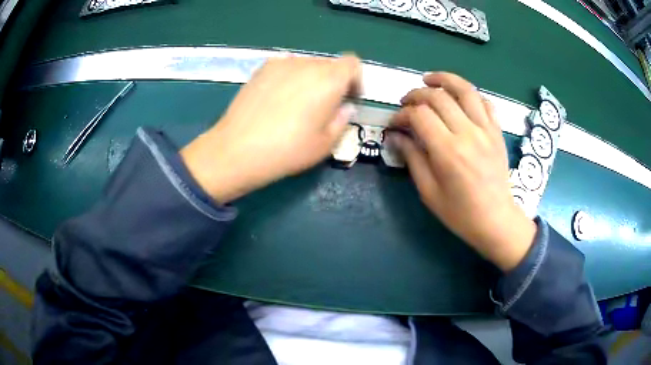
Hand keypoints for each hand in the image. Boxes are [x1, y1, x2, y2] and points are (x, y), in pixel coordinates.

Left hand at [181, 55, 360, 202]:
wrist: (237, 149)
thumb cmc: (287, 150)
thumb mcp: (325, 144)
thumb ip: (341, 120)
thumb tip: (344, 107)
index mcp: (329, 80)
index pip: (352, 63)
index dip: (355, 79)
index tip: (349, 98)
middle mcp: (307, 64)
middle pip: (329, 64)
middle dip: (333, 82)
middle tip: (323, 106)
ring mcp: (281, 63)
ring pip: (307, 65)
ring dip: (311, 80)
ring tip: (298, 105)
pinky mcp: (261, 69)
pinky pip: (286, 68)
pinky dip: (290, 78)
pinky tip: (278, 100)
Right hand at [391, 72, 536, 271]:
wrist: (496, 220)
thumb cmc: (460, 213)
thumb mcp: (429, 192)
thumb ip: (413, 158)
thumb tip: (396, 135)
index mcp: (448, 151)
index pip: (419, 115)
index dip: (402, 114)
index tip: (394, 122)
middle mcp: (468, 134)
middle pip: (438, 97)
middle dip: (416, 94)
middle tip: (406, 102)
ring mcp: (486, 130)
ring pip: (465, 90)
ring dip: (444, 79)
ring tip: (429, 80)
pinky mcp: (497, 132)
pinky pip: (485, 102)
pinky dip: (470, 94)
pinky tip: (459, 98)